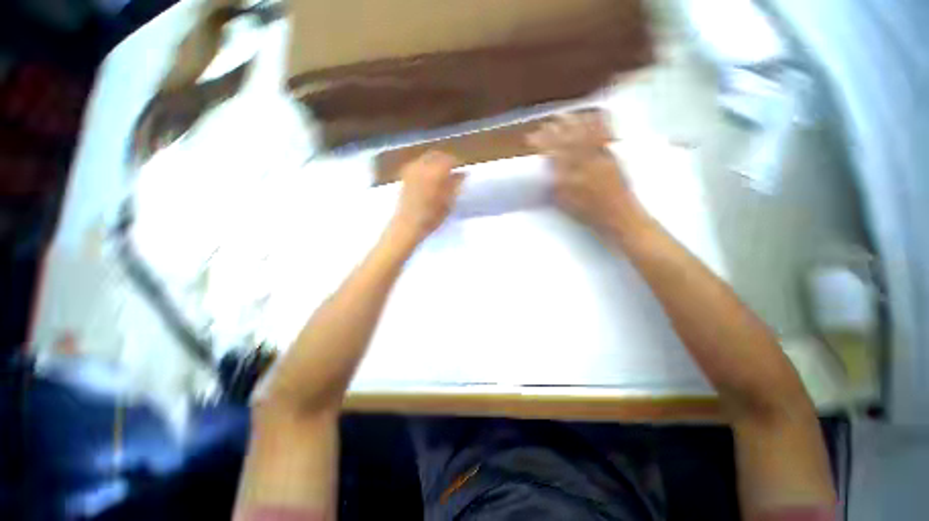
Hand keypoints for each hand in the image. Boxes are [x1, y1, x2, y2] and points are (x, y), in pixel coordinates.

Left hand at [389, 151, 463, 244]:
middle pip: (436, 155)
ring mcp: (411, 170)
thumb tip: (463, 173)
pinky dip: (425, 167)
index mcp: (435, 172)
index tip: (462, 171)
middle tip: (453, 171)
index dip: (457, 163)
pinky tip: (429, 178)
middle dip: (445, 160)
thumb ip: (456, 185)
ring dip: (435, 162)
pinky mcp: (404, 176)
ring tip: (441, 175)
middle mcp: (422, 166)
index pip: (449, 159)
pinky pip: (417, 164)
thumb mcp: (448, 203)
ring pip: (426, 158)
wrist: (407, 225)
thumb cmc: (430, 217)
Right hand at [528, 113, 644, 237]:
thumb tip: (549, 168)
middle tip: (547, 123)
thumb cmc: (589, 214)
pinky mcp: (613, 156)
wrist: (619, 215)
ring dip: (574, 123)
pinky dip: (598, 124)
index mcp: (572, 176)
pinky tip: (593, 116)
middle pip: (569, 140)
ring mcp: (601, 157)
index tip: (532, 137)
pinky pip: (605, 137)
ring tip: (565, 115)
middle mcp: (586, 163)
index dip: (542, 143)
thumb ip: (556, 184)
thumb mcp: (565, 202)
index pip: (554, 153)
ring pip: (586, 134)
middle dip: (556, 129)